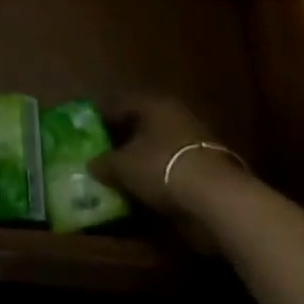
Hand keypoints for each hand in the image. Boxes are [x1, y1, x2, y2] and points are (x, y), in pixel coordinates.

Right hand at [87, 97, 249, 224]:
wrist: (217, 199)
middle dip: (121, 141)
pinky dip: (159, 177)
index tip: (86, 133)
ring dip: (141, 161)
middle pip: (140, 125)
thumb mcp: (123, 167)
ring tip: (121, 178)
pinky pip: (172, 167)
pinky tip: (146, 192)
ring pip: (157, 147)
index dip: (100, 118)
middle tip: (101, 156)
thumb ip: (104, 163)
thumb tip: (91, 164)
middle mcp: (174, 115)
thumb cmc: (162, 168)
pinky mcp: (206, 167)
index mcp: (153, 104)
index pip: (119, 104)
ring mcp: (193, 140)